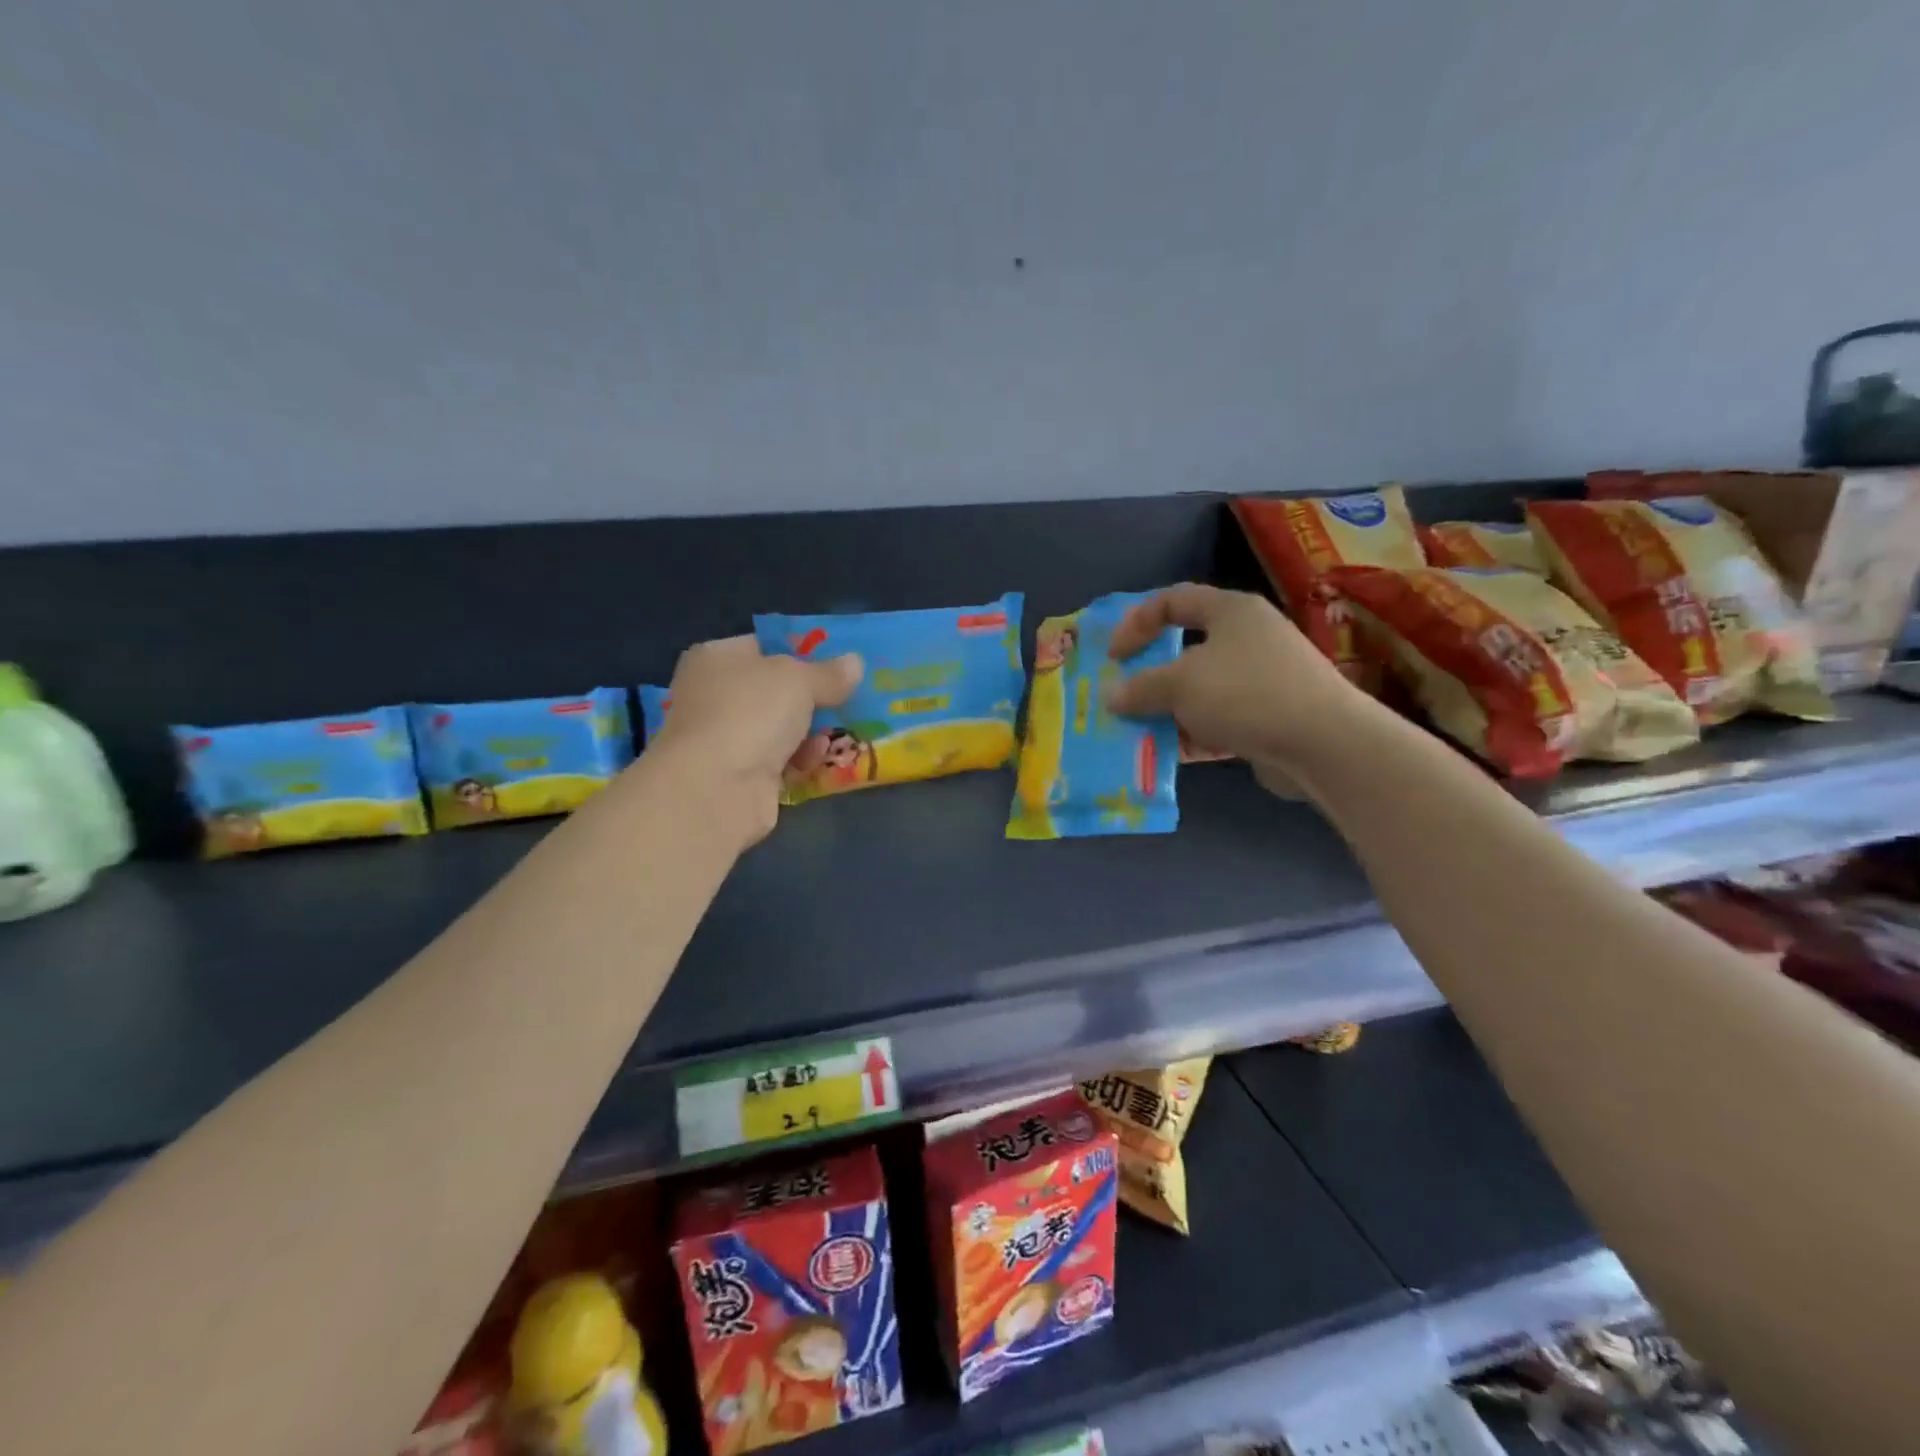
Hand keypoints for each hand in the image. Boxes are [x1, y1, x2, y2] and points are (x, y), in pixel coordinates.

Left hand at [650, 637, 862, 845]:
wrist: (716, 787)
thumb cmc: (751, 713)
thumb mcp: (799, 680)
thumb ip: (829, 673)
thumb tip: (854, 663)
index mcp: (716, 658)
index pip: (764, 647)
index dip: (800, 654)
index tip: (836, 664)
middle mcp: (713, 694)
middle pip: (773, 690)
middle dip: (811, 698)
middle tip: (846, 699)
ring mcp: (723, 737)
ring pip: (778, 728)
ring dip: (809, 732)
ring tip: (840, 731)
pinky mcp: (736, 775)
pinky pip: (778, 761)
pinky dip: (798, 760)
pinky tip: (817, 760)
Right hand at [1104, 584, 1363, 783]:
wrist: (1323, 743)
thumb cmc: (1245, 693)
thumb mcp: (1180, 684)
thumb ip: (1140, 687)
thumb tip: (1113, 695)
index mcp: (1230, 612)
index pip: (1173, 600)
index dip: (1136, 622)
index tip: (1113, 655)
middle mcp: (1248, 639)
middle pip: (1186, 648)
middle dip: (1150, 674)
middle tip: (1123, 694)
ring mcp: (1261, 680)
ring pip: (1200, 690)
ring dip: (1167, 710)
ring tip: (1138, 731)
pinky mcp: (1268, 718)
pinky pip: (1218, 721)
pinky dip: (1193, 735)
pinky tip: (1168, 754)